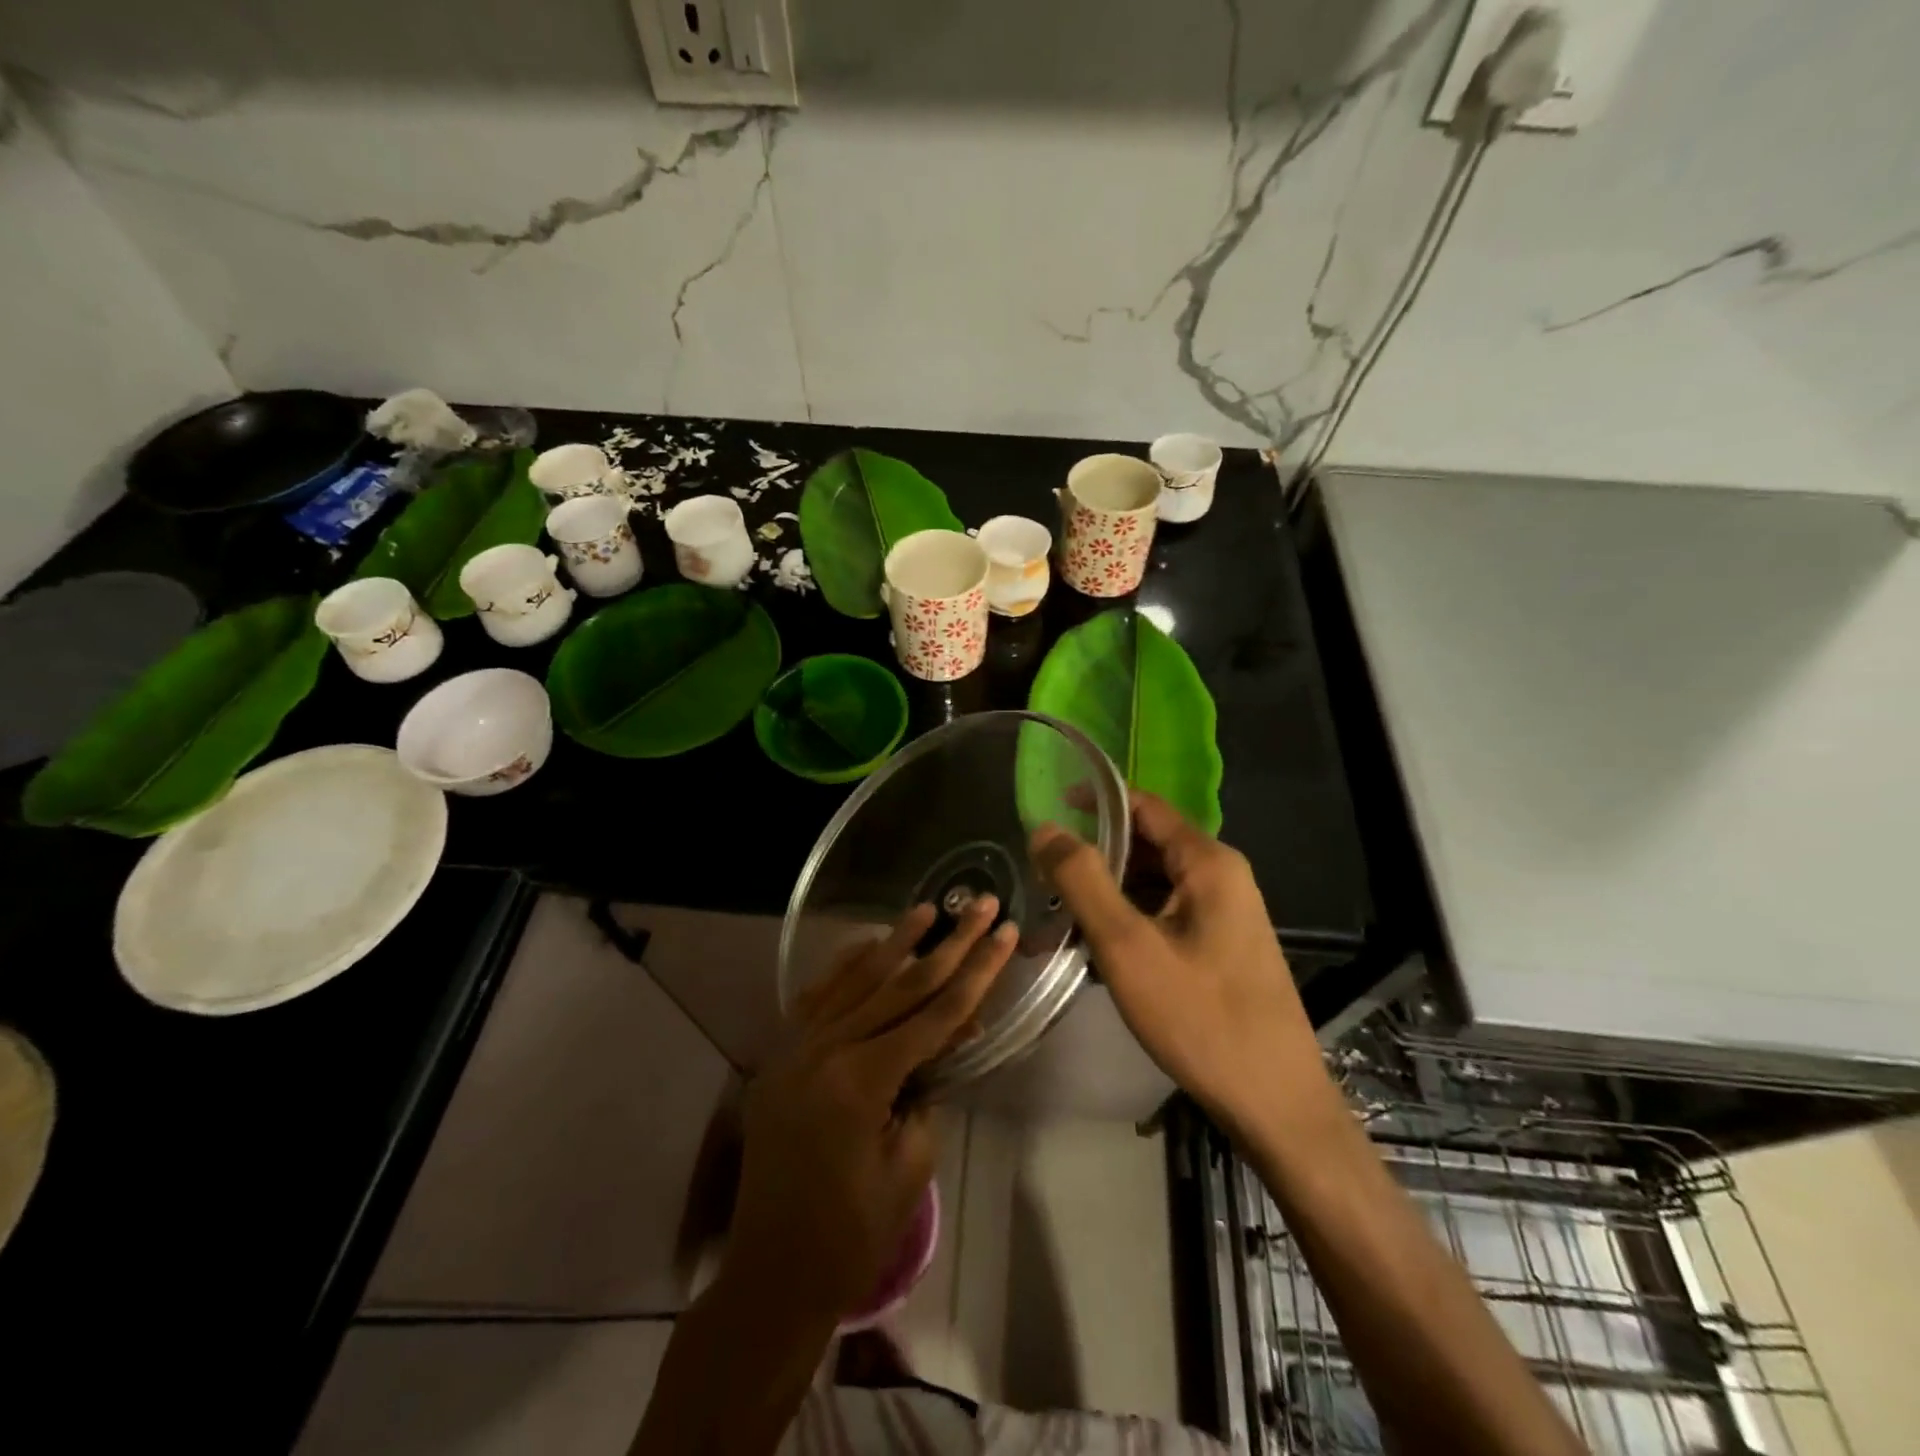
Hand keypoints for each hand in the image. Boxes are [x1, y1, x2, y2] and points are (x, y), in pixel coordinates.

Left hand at [725, 898, 1016, 1320]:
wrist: (772, 1273)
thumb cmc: (852, 1232)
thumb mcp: (910, 1164)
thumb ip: (930, 1090)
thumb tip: (947, 1039)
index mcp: (862, 1080)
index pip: (935, 1012)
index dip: (977, 971)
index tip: (1004, 933)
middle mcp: (826, 1049)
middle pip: (900, 984)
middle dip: (948, 944)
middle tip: (982, 904)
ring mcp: (796, 1048)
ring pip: (856, 980)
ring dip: (895, 943)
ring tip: (928, 908)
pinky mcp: (780, 1056)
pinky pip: (816, 998)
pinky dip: (844, 968)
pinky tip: (867, 946)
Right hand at [1031, 791, 1325, 1139]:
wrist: (1275, 1105)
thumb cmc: (1200, 1018)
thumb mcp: (1128, 946)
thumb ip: (1083, 880)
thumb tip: (1045, 829)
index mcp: (1208, 862)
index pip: (1143, 805)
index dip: (1094, 801)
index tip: (1046, 813)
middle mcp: (1221, 877)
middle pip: (1146, 846)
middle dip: (1093, 859)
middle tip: (1042, 879)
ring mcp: (1224, 914)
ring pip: (1152, 885)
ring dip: (1105, 897)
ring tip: (1057, 922)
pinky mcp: (1220, 947)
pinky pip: (1164, 916)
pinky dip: (1127, 924)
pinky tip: (1094, 953)